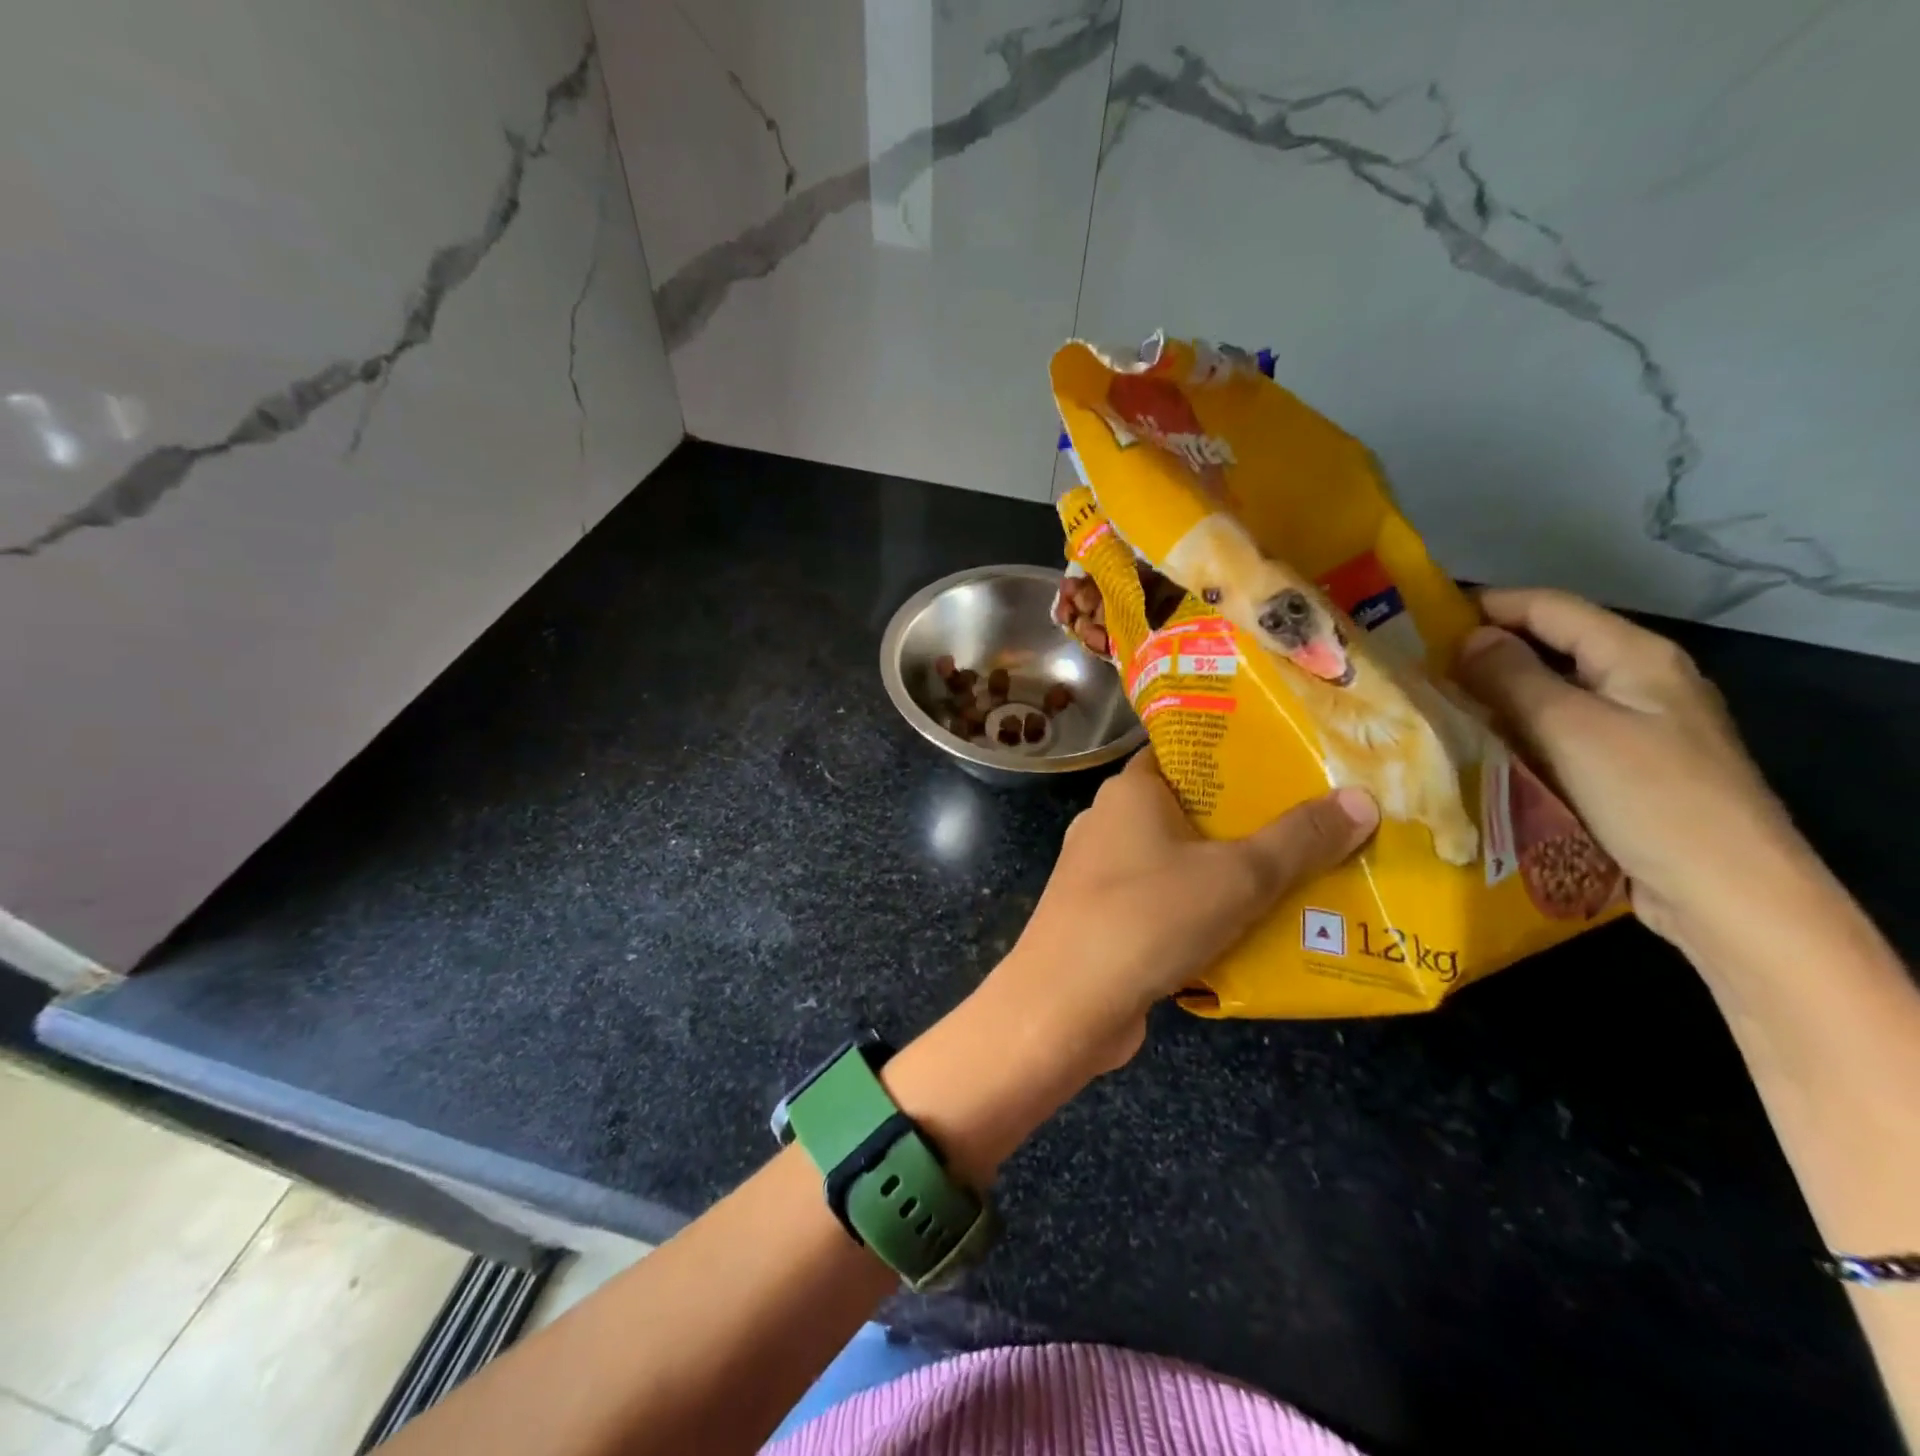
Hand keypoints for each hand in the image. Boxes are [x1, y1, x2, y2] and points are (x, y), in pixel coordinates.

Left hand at [994, 746, 1377, 1073]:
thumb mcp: (1237, 876)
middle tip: (1314, 828)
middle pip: (1188, 809)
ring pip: (1178, 861)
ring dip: (1227, 873)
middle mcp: (1109, 822)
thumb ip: (1299, 839)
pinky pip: (1163, 902)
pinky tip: (1248, 933)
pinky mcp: (1102, 918)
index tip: (1291, 765)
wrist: (1065, 1005)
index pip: (1184, 753)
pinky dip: (1201, 911)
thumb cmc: (1148, 918)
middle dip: (1247, 822)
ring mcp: (1100, 873)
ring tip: (1297, 882)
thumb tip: (1362, 799)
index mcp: (1130, 791)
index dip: (1235, 755)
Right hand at [1453, 587, 1812, 954]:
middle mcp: (1637, 683)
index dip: (1486, 605)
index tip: (1420, 619)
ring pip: (1547, 696)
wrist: (1726, 893)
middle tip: (1415, 669)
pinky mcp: (1620, 771)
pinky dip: (1512, 734)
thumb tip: (1469, 638)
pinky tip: (1473, 749)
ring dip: (1492, 698)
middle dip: (1482, 654)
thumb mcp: (1570, 728)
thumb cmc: (1649, 797)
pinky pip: (1553, 736)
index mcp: (1635, 656)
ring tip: (1430, 707)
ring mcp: (1632, 729)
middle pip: (1548, 649)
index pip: (1549, 607)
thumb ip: (1514, 677)